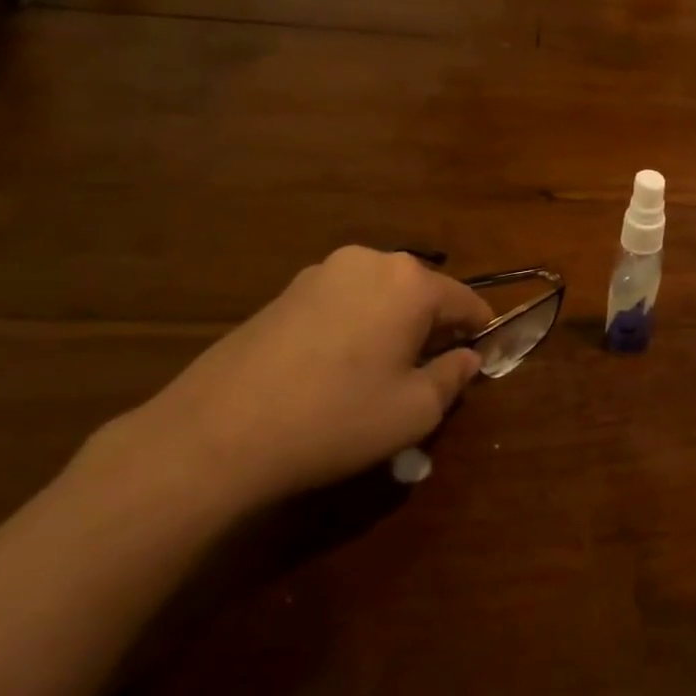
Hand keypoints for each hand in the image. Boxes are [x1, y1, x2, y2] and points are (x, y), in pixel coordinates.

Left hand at [81, 248, 491, 510]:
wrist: (217, 434)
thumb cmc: (336, 419)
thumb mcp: (414, 411)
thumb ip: (452, 378)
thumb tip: (466, 358)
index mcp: (410, 282)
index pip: (466, 301)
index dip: (478, 333)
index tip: (479, 362)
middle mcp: (369, 262)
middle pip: (421, 293)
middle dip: (432, 329)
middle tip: (428, 375)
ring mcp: (321, 272)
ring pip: (381, 296)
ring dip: (393, 326)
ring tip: (380, 375)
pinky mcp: (285, 291)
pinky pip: (343, 303)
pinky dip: (356, 326)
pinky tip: (337, 369)